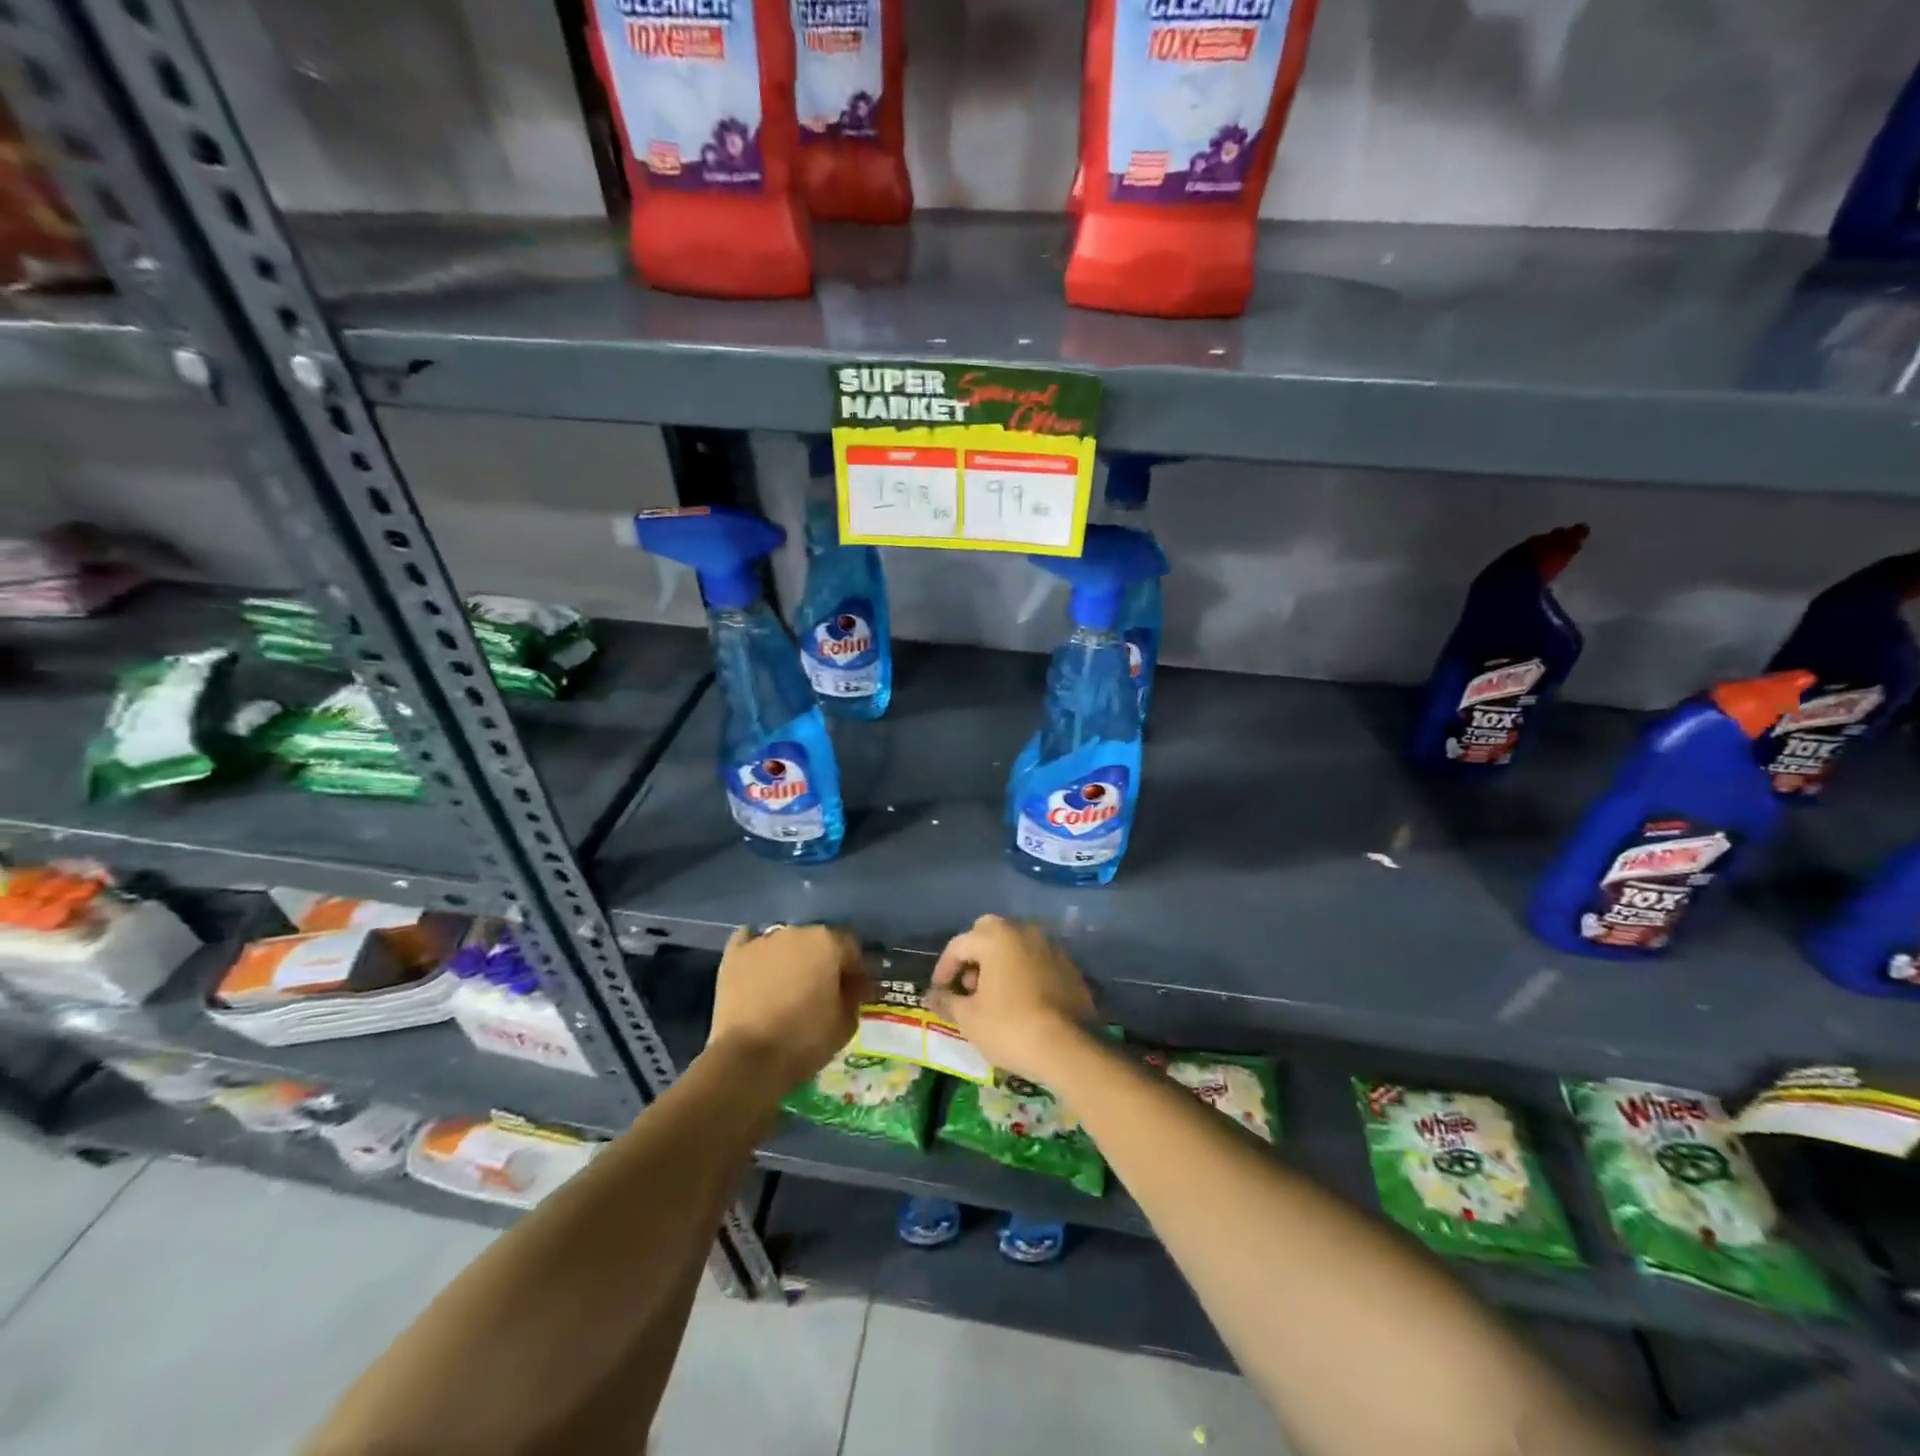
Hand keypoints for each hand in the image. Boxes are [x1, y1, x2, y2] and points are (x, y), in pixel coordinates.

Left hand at [708, 924, 866, 1094]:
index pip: (850, 948)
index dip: (855, 971)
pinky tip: (758, 970)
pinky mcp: (734, 955)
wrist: (748, 1060)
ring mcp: (762, 941)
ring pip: (785, 943)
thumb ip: (854, 994)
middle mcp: (796, 931)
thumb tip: (851, 984)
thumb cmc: (805, 1040)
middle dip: (822, 962)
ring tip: (787, 988)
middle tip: (821, 991)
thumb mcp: (847, 1023)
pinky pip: (749, 943)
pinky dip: (757, 954)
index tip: (855, 992)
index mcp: (828, 942)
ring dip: (791, 959)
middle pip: (817, 942)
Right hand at [926, 915, 1095, 1083]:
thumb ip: (948, 1001)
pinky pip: (1036, 961)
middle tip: (968, 986)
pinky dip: (1023, 973)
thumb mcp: (969, 1019)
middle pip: (989, 933)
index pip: (959, 944)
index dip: (944, 968)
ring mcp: (1050, 947)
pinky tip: (1020, 1000)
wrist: (1068, 1048)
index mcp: (996, 937)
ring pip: (1016, 945)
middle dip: (974, 955)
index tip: (939, 991)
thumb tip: (934, 996)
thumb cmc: (1010, 1027)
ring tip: (993, 996)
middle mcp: (1024, 932)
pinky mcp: (1069, 967)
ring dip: (1000, 962)